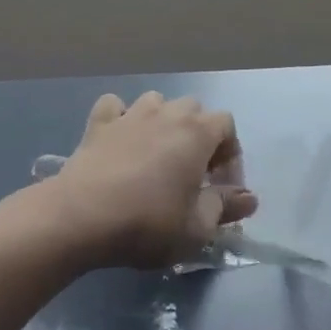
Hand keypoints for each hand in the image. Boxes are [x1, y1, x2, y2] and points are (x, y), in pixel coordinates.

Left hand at [40, 92, 256, 269]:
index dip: (230, 153)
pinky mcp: (98, 124)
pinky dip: (120, 118)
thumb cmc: (148, 222)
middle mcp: (167, 114)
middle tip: (193, 172)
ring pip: (156, 101)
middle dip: (199, 135)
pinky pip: (114, 107)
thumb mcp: (197, 228)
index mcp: (197, 133)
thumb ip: (225, 207)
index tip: (222, 186)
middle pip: (193, 109)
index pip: (227, 124)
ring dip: (162, 121)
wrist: (81, 217)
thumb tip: (249, 197)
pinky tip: (119, 139)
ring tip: (157, 153)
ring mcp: (130, 115)